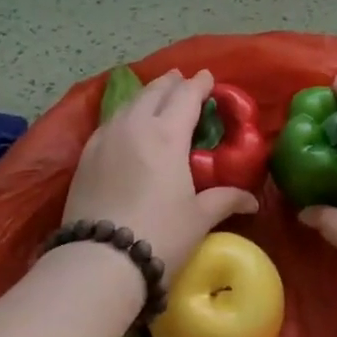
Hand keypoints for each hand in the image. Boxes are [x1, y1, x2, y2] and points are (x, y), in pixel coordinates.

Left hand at [63, 69, 258, 285]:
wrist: (99, 260)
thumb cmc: (160, 235)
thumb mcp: (198, 218)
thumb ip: (224, 200)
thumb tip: (251, 200)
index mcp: (167, 134)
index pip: (186, 97)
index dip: (199, 84)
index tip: (207, 77)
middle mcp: (135, 126)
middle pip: (154, 92)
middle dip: (170, 83)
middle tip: (181, 79)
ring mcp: (105, 138)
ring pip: (128, 104)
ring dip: (146, 95)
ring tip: (155, 95)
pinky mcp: (85, 155)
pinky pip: (109, 122)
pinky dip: (124, 114)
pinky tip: (126, 123)